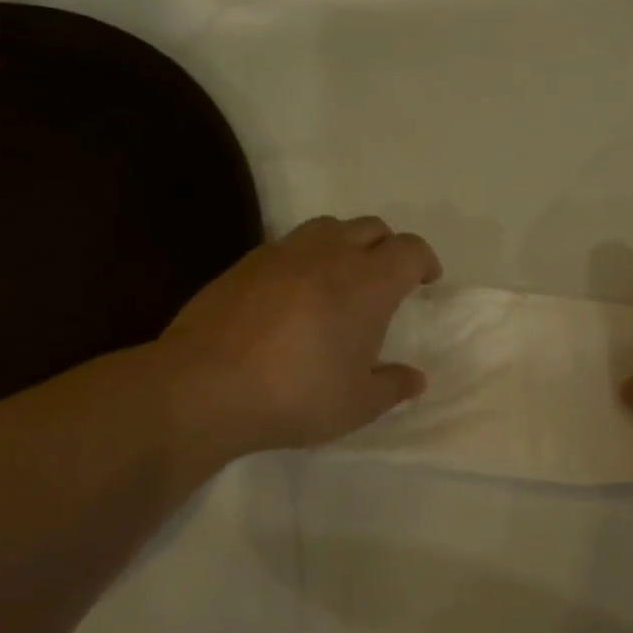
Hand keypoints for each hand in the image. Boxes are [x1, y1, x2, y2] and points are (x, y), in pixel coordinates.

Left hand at [161, 215, 441, 455]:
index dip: (424, 261)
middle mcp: (328, 254)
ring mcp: (281, 253)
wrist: (206, 385)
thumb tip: (415, 379)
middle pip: (371, 228)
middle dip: (387, 248)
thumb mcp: (357, 404)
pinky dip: (304, 258)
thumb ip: (392, 387)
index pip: (409, 250)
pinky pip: (287, 245)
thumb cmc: (296, 395)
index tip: (427, 280)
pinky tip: (294, 292)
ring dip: (345, 244)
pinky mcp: (245, 262)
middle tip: (387, 280)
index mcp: (367, 283)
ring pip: (327, 227)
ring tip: (341, 278)